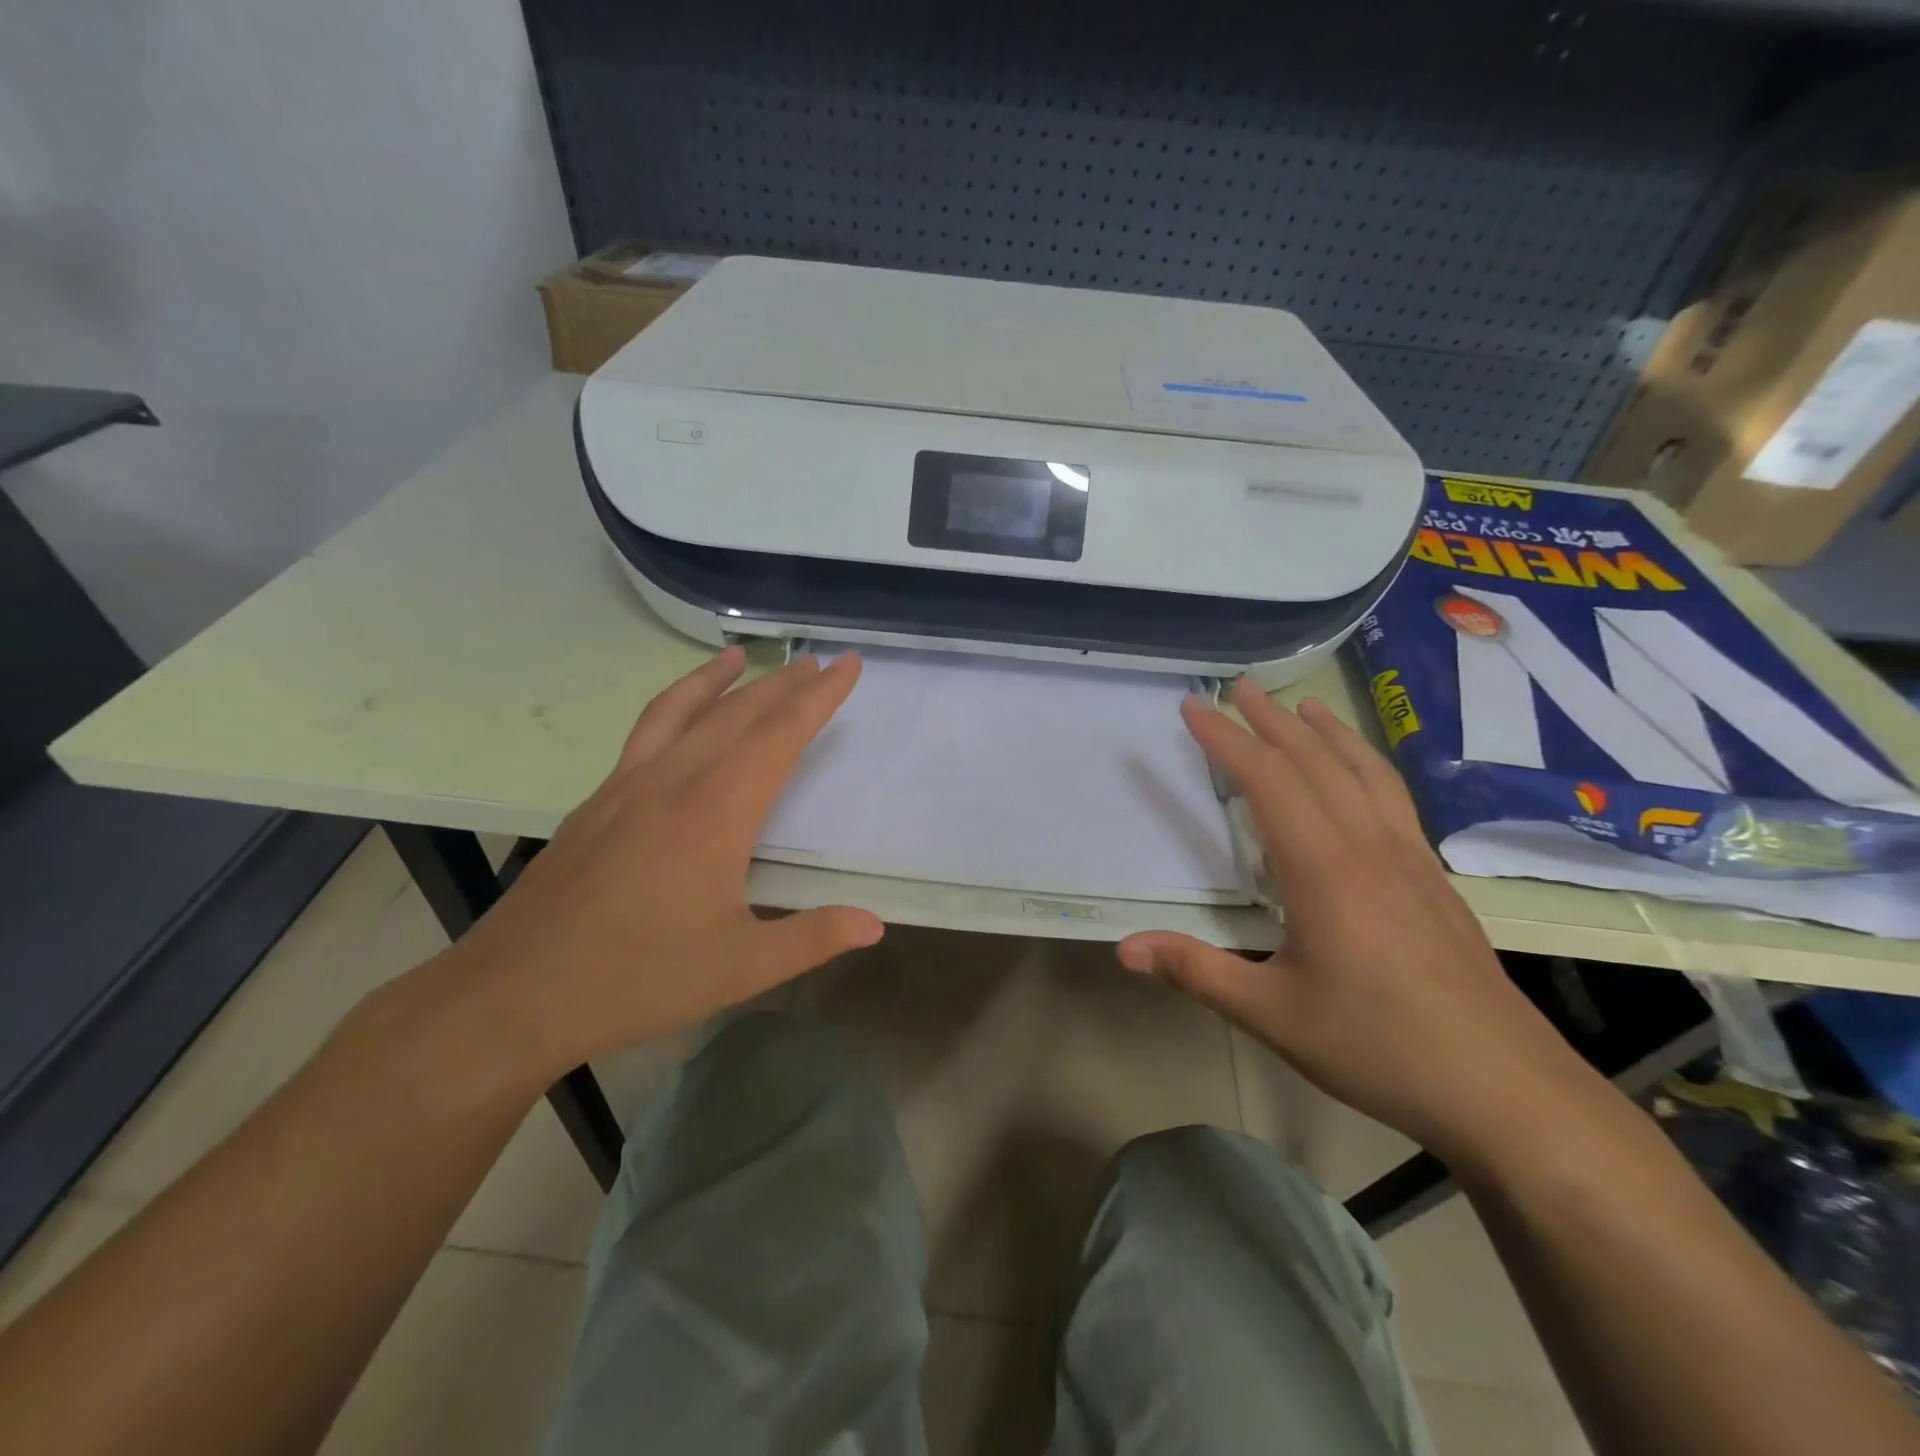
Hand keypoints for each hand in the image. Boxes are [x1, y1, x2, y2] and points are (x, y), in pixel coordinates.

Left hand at [435, 649, 883, 1082]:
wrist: (514, 994)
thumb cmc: (638, 979)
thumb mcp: (740, 968)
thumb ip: (812, 938)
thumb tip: (876, 924)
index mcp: (716, 812)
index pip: (780, 735)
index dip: (819, 698)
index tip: (847, 665)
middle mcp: (673, 781)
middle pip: (737, 713)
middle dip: (783, 684)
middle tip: (816, 662)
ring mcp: (626, 786)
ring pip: (682, 711)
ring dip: (718, 679)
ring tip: (741, 656)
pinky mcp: (596, 802)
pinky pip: (644, 734)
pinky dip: (673, 707)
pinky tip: (678, 721)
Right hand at [1118, 679, 1593, 1162]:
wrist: (1504, 1089)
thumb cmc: (1377, 1045)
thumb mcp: (1272, 1014)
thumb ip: (1195, 972)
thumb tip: (1123, 948)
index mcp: (1323, 869)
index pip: (1268, 781)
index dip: (1227, 739)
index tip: (1195, 707)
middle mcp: (1368, 847)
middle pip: (1315, 762)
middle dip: (1271, 720)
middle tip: (1238, 686)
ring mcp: (1409, 859)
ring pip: (1364, 773)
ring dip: (1327, 733)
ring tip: (1304, 705)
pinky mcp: (1435, 879)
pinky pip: (1394, 798)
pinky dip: (1367, 765)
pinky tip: (1362, 774)